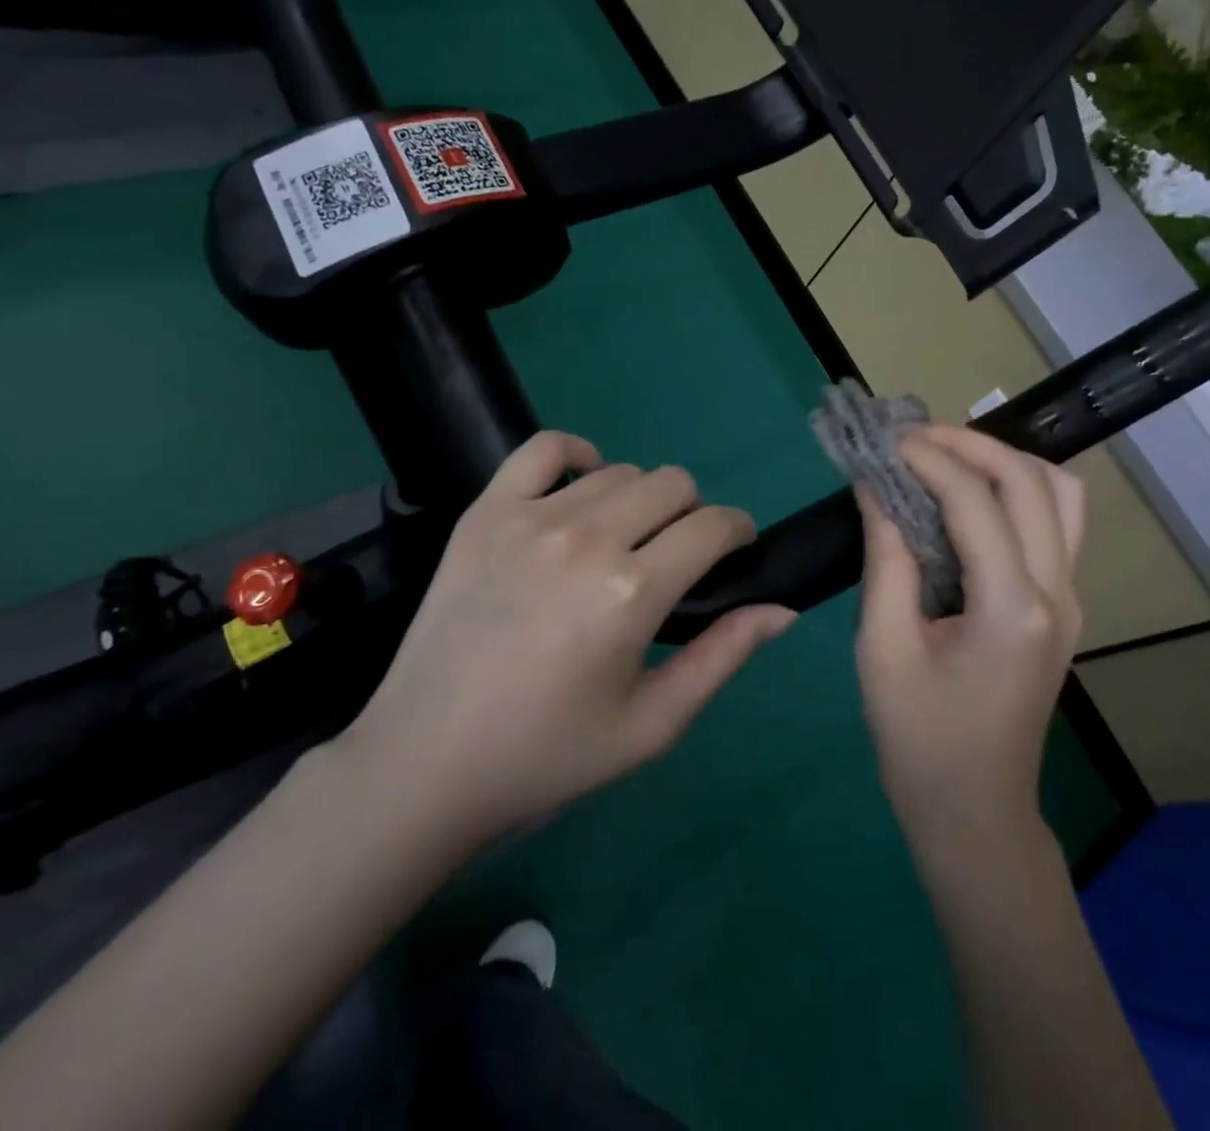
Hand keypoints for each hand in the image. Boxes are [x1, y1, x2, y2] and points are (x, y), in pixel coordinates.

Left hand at [340, 432, 795, 847]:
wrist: (427, 761)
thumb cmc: (548, 753)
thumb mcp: (652, 725)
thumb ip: (724, 658)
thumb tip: (782, 609)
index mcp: (631, 593)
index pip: (714, 526)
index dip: (738, 533)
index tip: (732, 554)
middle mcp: (586, 539)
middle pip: (673, 484)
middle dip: (693, 515)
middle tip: (673, 559)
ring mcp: (530, 518)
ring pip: (620, 470)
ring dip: (640, 499)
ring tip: (623, 541)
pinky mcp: (485, 512)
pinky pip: (544, 448)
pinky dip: (576, 455)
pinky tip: (581, 488)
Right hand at [855, 426, 1086, 855]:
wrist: (975, 814)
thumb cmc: (919, 740)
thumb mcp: (882, 649)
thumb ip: (885, 560)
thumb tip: (876, 487)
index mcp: (1012, 608)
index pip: (976, 502)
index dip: (929, 459)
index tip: (884, 442)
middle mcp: (1058, 593)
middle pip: (1032, 482)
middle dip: (971, 445)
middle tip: (912, 439)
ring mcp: (1071, 600)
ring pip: (1061, 495)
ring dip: (1005, 462)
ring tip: (945, 458)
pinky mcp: (1063, 607)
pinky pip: (1056, 523)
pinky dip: (1017, 490)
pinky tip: (970, 497)